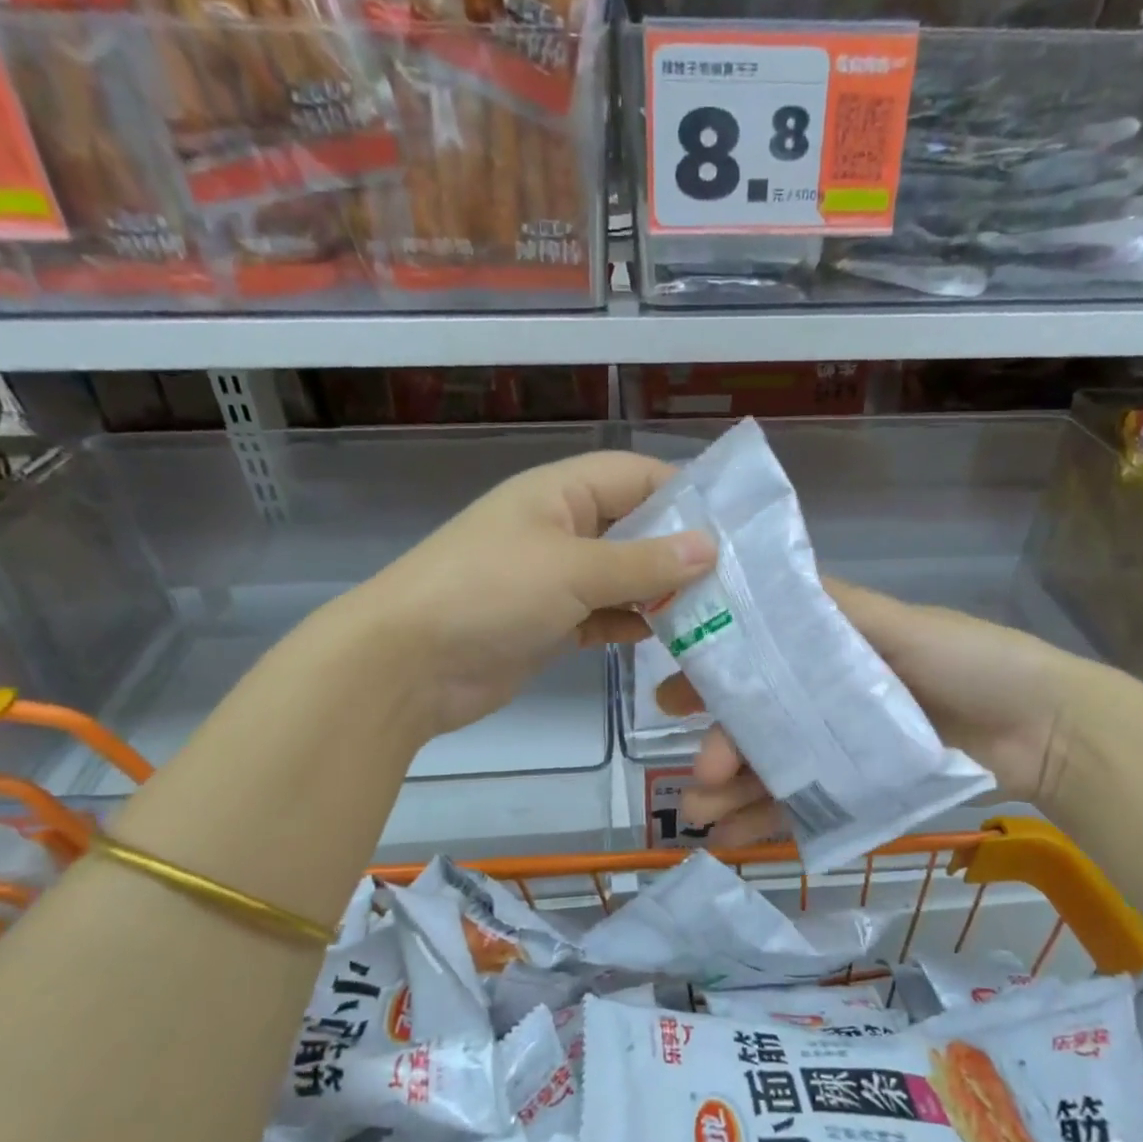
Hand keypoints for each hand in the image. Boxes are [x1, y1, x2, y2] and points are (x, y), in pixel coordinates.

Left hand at [332, 451, 713, 739]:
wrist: (407, 665)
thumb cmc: (489, 594)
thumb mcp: (572, 570)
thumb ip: (643, 562)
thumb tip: (710, 548)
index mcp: (560, 493)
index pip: (636, 476)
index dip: (684, 493)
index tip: (733, 526)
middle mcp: (560, 528)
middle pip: (634, 527)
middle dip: (679, 550)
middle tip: (735, 579)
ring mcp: (553, 578)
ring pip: (622, 576)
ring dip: (660, 593)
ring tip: (714, 612)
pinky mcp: (550, 623)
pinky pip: (603, 615)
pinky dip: (631, 624)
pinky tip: (665, 639)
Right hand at [660, 580, 1089, 844]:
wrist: (1048, 730)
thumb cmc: (973, 661)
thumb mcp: (901, 625)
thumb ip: (834, 611)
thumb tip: (755, 578)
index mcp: (830, 653)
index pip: (756, 663)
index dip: (711, 678)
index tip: (670, 697)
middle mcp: (825, 700)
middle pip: (758, 725)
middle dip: (719, 748)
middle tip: (695, 776)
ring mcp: (841, 751)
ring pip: (773, 771)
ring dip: (732, 793)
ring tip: (700, 818)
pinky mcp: (860, 792)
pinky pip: (804, 808)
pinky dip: (767, 824)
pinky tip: (732, 841)